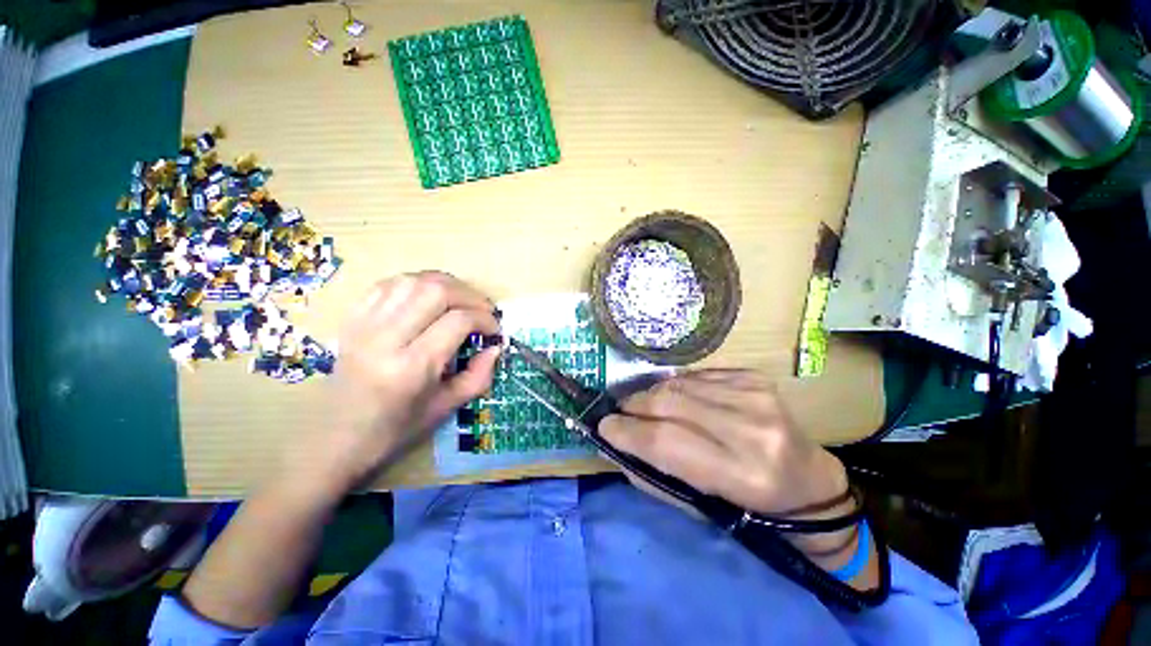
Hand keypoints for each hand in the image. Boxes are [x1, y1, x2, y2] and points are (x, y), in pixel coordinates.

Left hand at [287, 272, 500, 493]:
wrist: (335, 438)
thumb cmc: (396, 429)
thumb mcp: (447, 407)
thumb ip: (479, 375)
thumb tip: (496, 346)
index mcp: (411, 367)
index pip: (458, 321)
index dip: (485, 319)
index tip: (495, 330)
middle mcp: (386, 338)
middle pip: (436, 291)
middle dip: (470, 295)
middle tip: (483, 310)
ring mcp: (364, 324)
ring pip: (413, 280)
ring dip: (446, 284)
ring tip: (461, 300)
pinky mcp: (352, 318)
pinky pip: (388, 284)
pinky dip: (416, 283)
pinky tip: (428, 296)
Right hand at [599, 370, 847, 515]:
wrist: (808, 481)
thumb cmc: (751, 506)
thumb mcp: (700, 507)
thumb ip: (654, 475)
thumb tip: (616, 444)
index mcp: (741, 474)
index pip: (666, 441)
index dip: (627, 431)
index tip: (604, 426)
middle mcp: (751, 428)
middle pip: (668, 402)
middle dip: (634, 405)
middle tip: (621, 412)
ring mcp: (755, 395)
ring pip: (679, 384)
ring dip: (652, 393)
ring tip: (644, 405)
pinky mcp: (754, 377)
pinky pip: (696, 375)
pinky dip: (676, 386)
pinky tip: (677, 398)